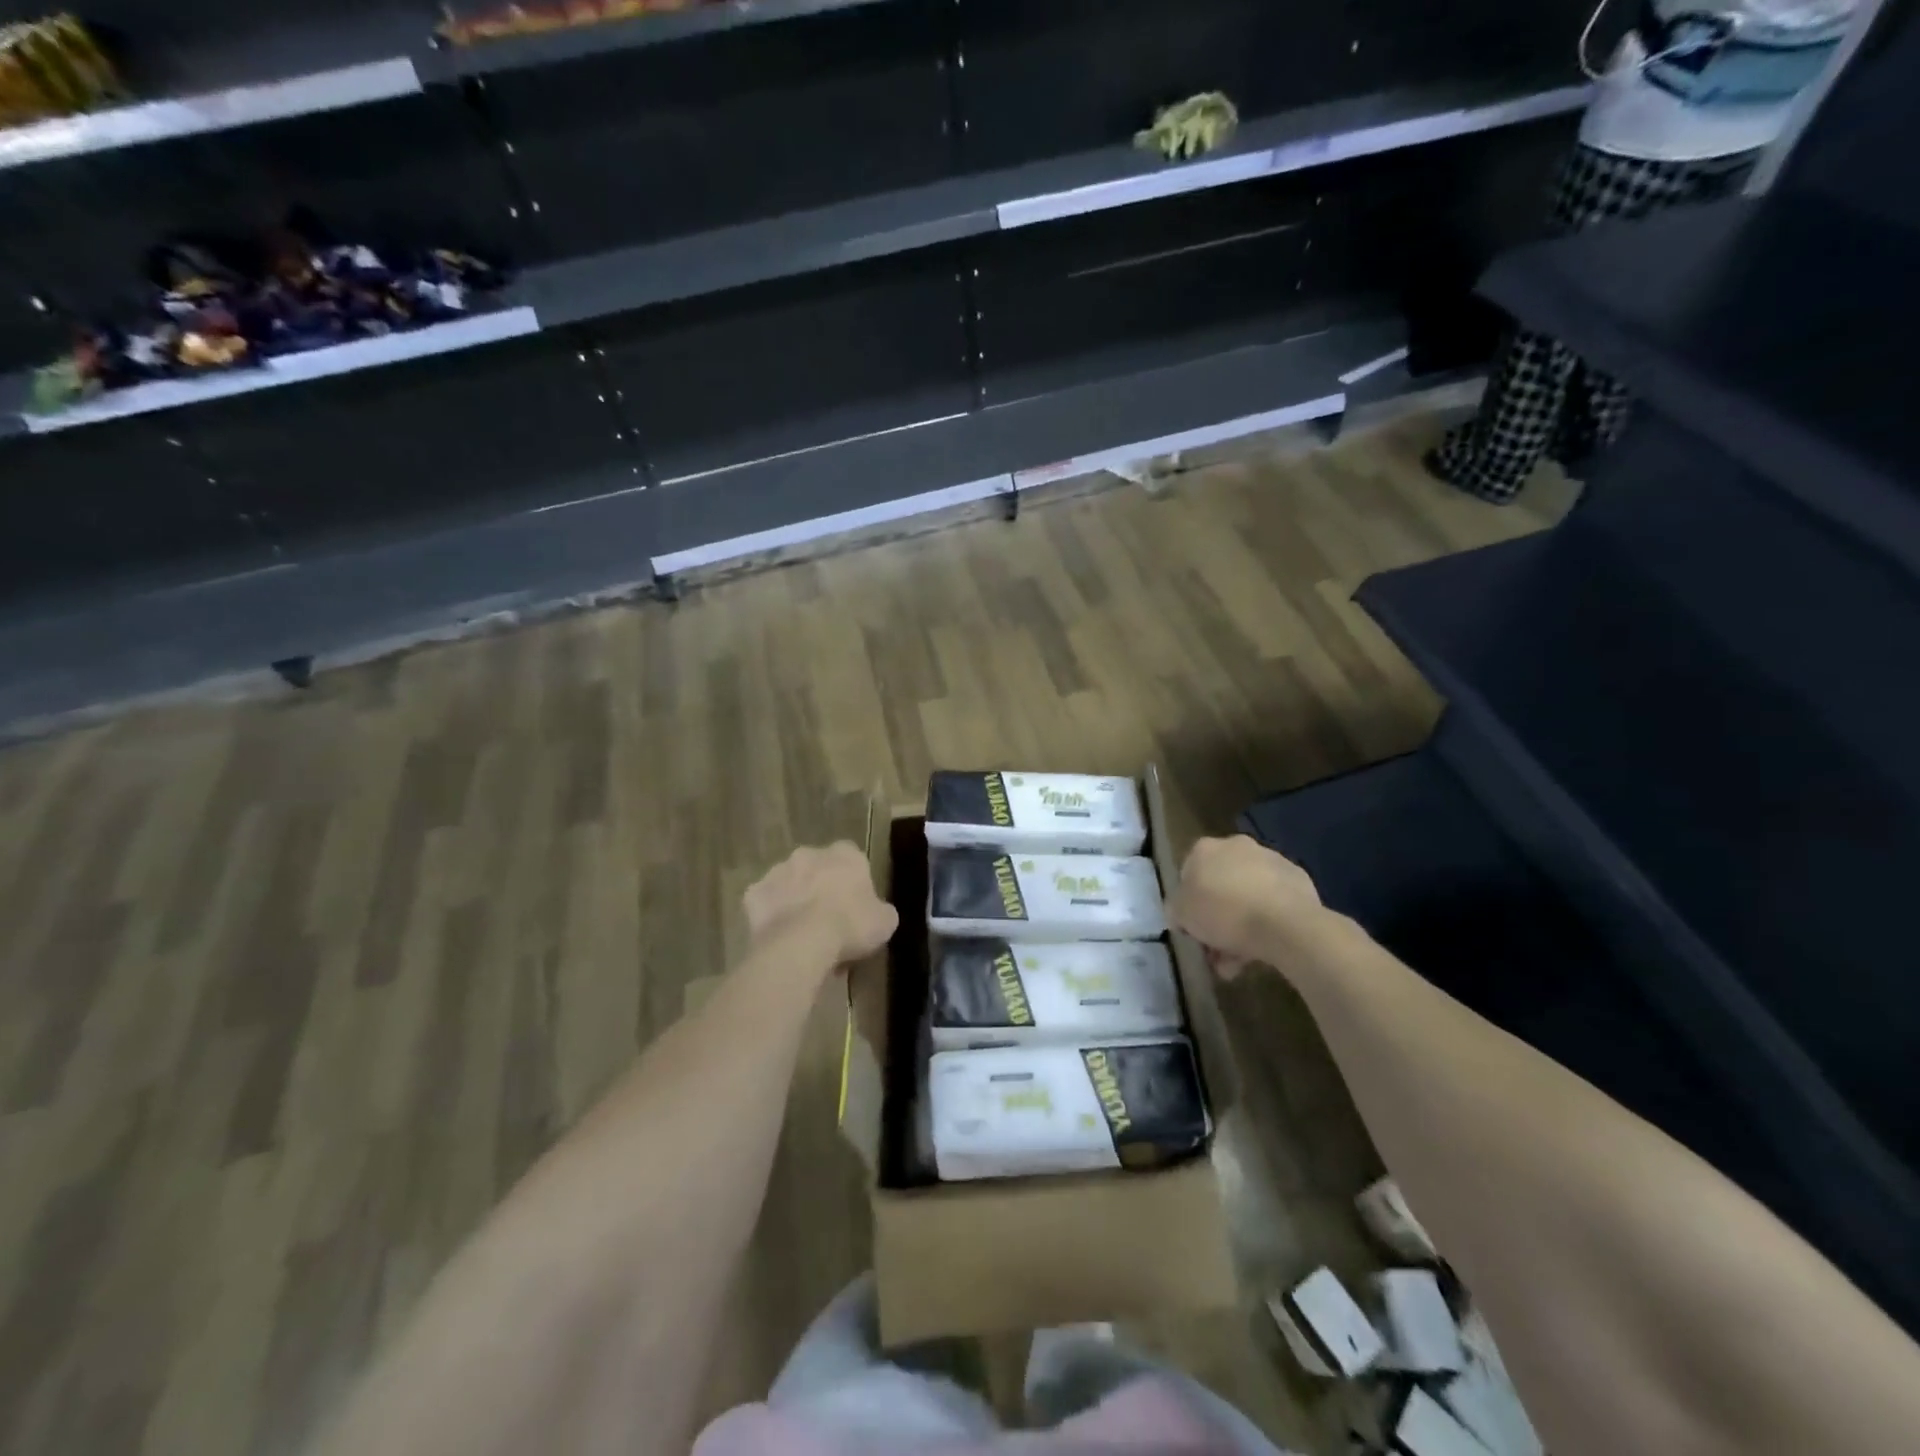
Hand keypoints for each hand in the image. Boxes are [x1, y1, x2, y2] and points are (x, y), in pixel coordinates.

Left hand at [744, 842, 898, 968]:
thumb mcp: (885, 922)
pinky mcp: (753, 893)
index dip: (854, 883)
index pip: (853, 859)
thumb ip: (881, 910)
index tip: (855, 907)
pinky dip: (772, 916)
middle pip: (817, 869)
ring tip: (803, 935)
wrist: (801, 943)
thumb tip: (876, 912)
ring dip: (796, 900)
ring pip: (790, 884)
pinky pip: (766, 903)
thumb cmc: (850, 925)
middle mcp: (809, 854)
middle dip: (821, 889)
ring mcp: (778, 871)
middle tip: (829, 923)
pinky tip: (780, 938)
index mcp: (845, 854)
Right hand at [1169, 836, 1326, 977]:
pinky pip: (1273, 902)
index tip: (1192, 929)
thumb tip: (1181, 913)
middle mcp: (1236, 846)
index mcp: (1204, 849)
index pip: (1188, 875)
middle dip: (1217, 918)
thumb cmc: (1223, 913)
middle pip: (1220, 885)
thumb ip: (1176, 910)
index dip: (1188, 904)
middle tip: (1216, 949)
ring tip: (1240, 962)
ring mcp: (1271, 860)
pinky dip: (1267, 921)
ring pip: (1248, 896)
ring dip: (1241, 925)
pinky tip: (1265, 948)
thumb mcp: (1181, 915)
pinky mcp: (1298, 879)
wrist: (1285, 923)